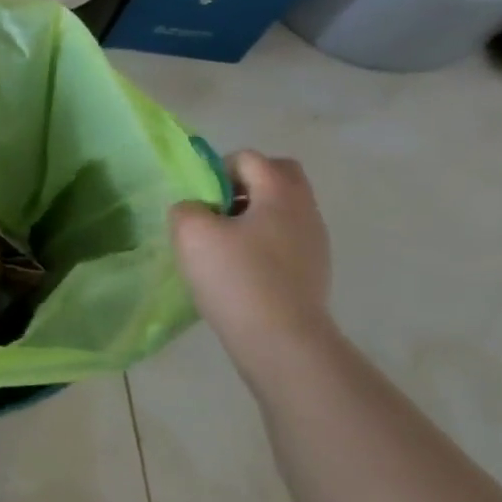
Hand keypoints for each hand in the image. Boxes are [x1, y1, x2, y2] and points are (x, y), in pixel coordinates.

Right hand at [171, 151, 334, 369]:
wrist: (282, 342)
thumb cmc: (236, 278)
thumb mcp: (191, 233)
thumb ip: (186, 208)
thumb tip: (197, 210)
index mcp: (280, 192)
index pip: (248, 158)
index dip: (218, 170)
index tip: (202, 202)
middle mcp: (305, 210)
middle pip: (278, 176)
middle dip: (246, 185)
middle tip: (218, 211)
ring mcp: (315, 243)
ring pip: (282, 210)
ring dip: (254, 217)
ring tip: (225, 246)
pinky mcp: (314, 272)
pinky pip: (286, 240)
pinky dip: (263, 244)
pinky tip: (242, 271)